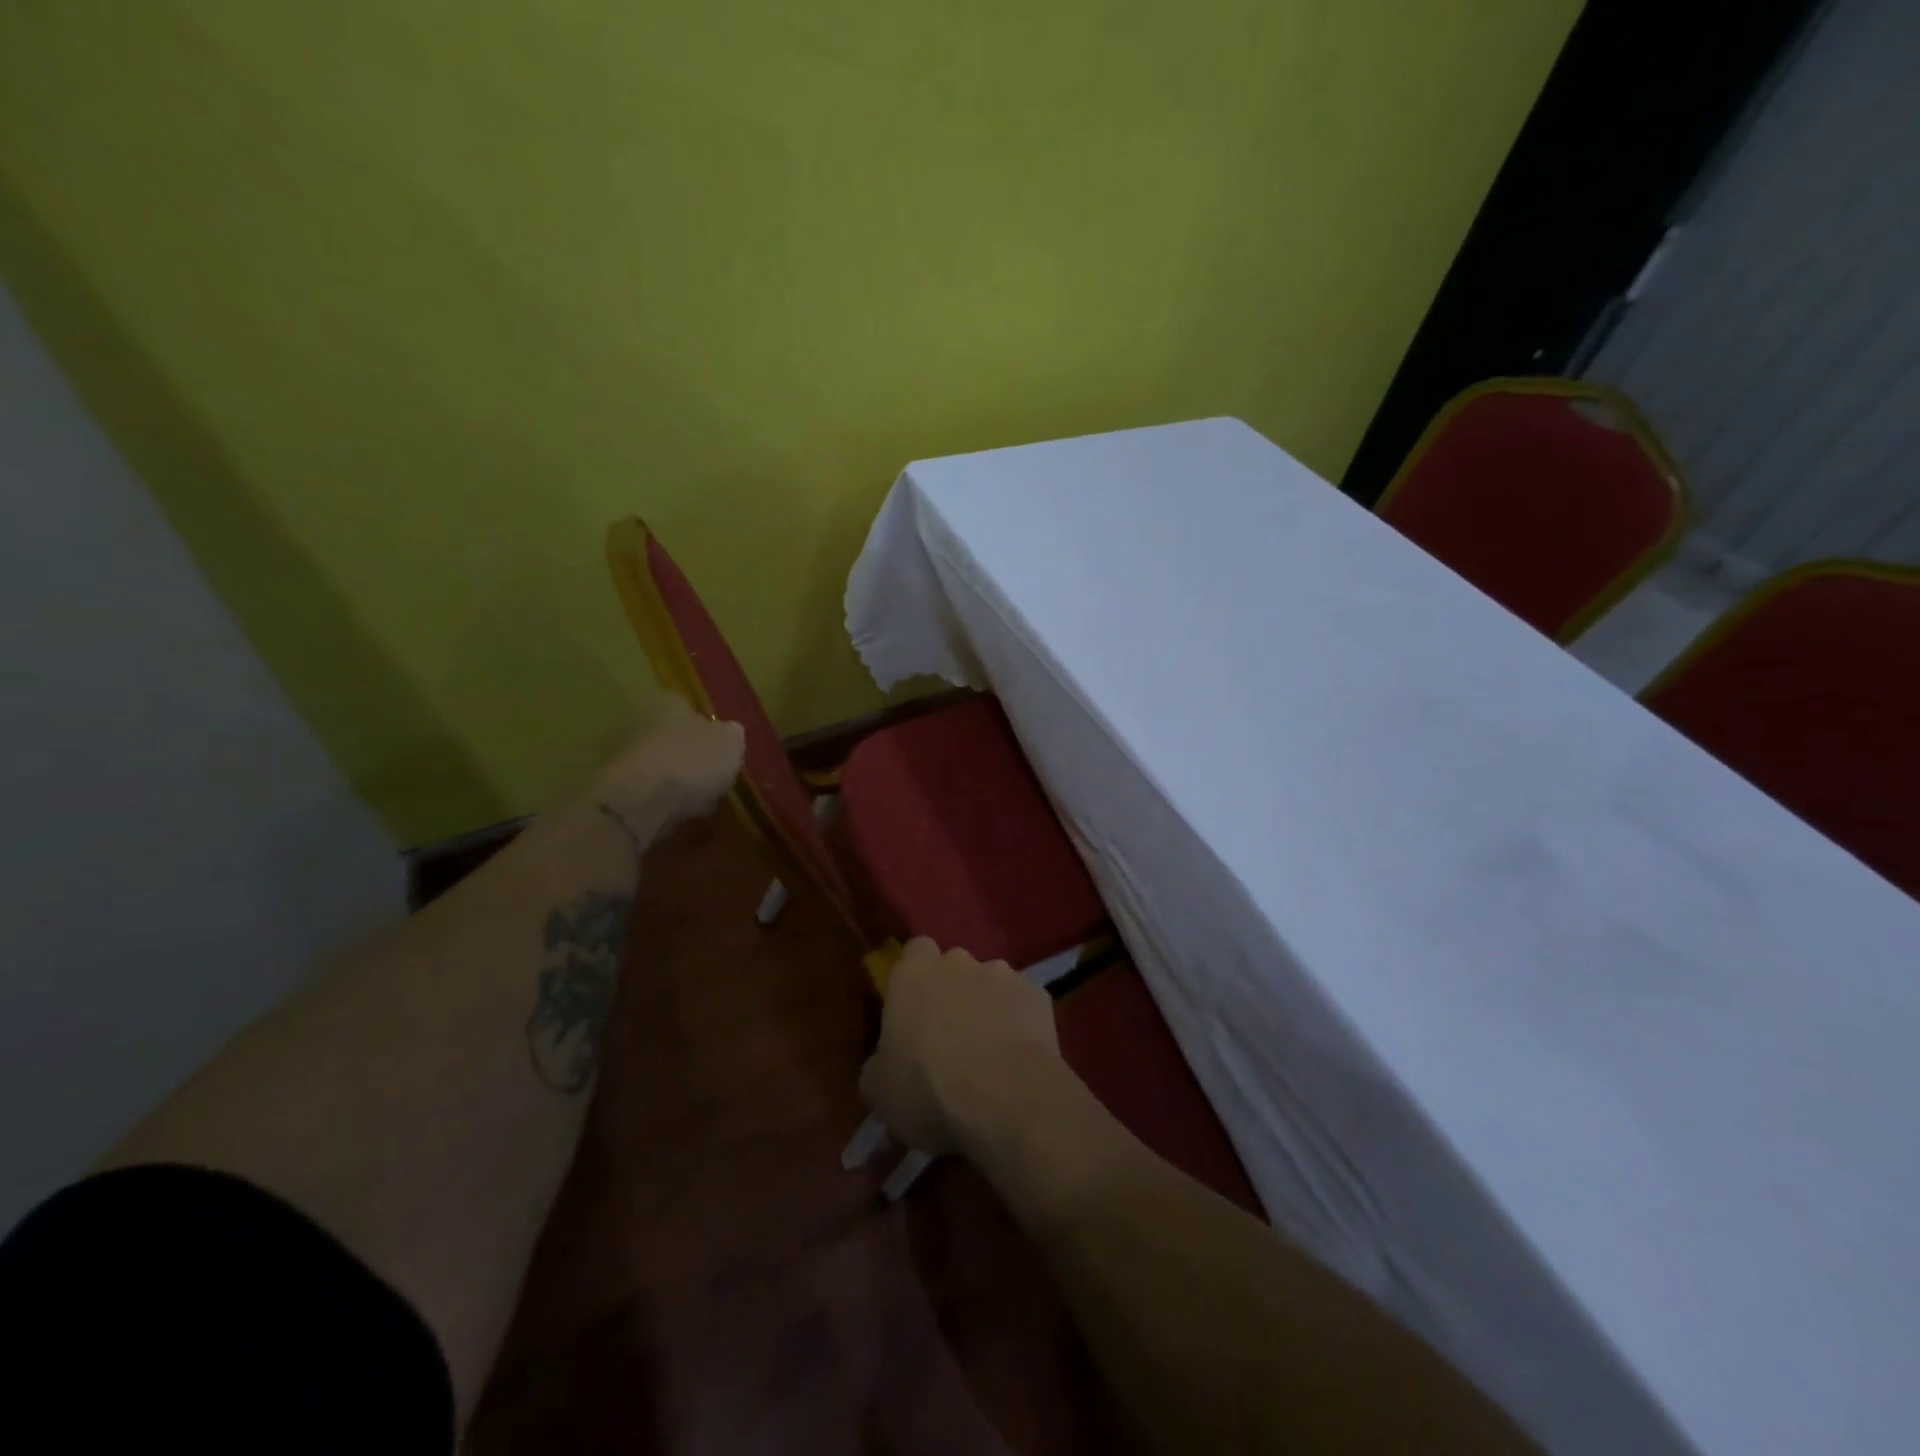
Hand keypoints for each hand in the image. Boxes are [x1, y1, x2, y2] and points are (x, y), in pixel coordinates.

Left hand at [597, 692, 745, 829]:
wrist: (640, 801)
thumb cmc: (691, 761)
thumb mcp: (730, 744)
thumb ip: (732, 735)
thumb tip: (730, 732)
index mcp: (669, 704)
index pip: (689, 708)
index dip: (708, 728)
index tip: (722, 749)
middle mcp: (642, 722)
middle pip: (673, 737)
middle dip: (691, 755)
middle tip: (713, 776)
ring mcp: (625, 755)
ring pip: (662, 764)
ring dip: (678, 779)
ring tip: (701, 801)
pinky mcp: (618, 786)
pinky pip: (651, 790)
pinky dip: (665, 799)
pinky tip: (682, 813)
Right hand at [859, 938, 1063, 1157]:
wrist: (1005, 1099)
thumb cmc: (928, 1091)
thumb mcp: (880, 1091)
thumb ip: (879, 1065)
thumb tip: (884, 1066)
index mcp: (913, 975)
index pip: (914, 952)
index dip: (917, 976)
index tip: (916, 1007)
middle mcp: (957, 963)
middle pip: (954, 966)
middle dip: (954, 991)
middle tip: (952, 1034)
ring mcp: (1002, 974)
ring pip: (991, 982)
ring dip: (988, 1006)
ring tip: (991, 1049)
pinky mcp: (1037, 994)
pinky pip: (1023, 1003)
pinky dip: (1020, 1022)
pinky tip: (1019, 1055)